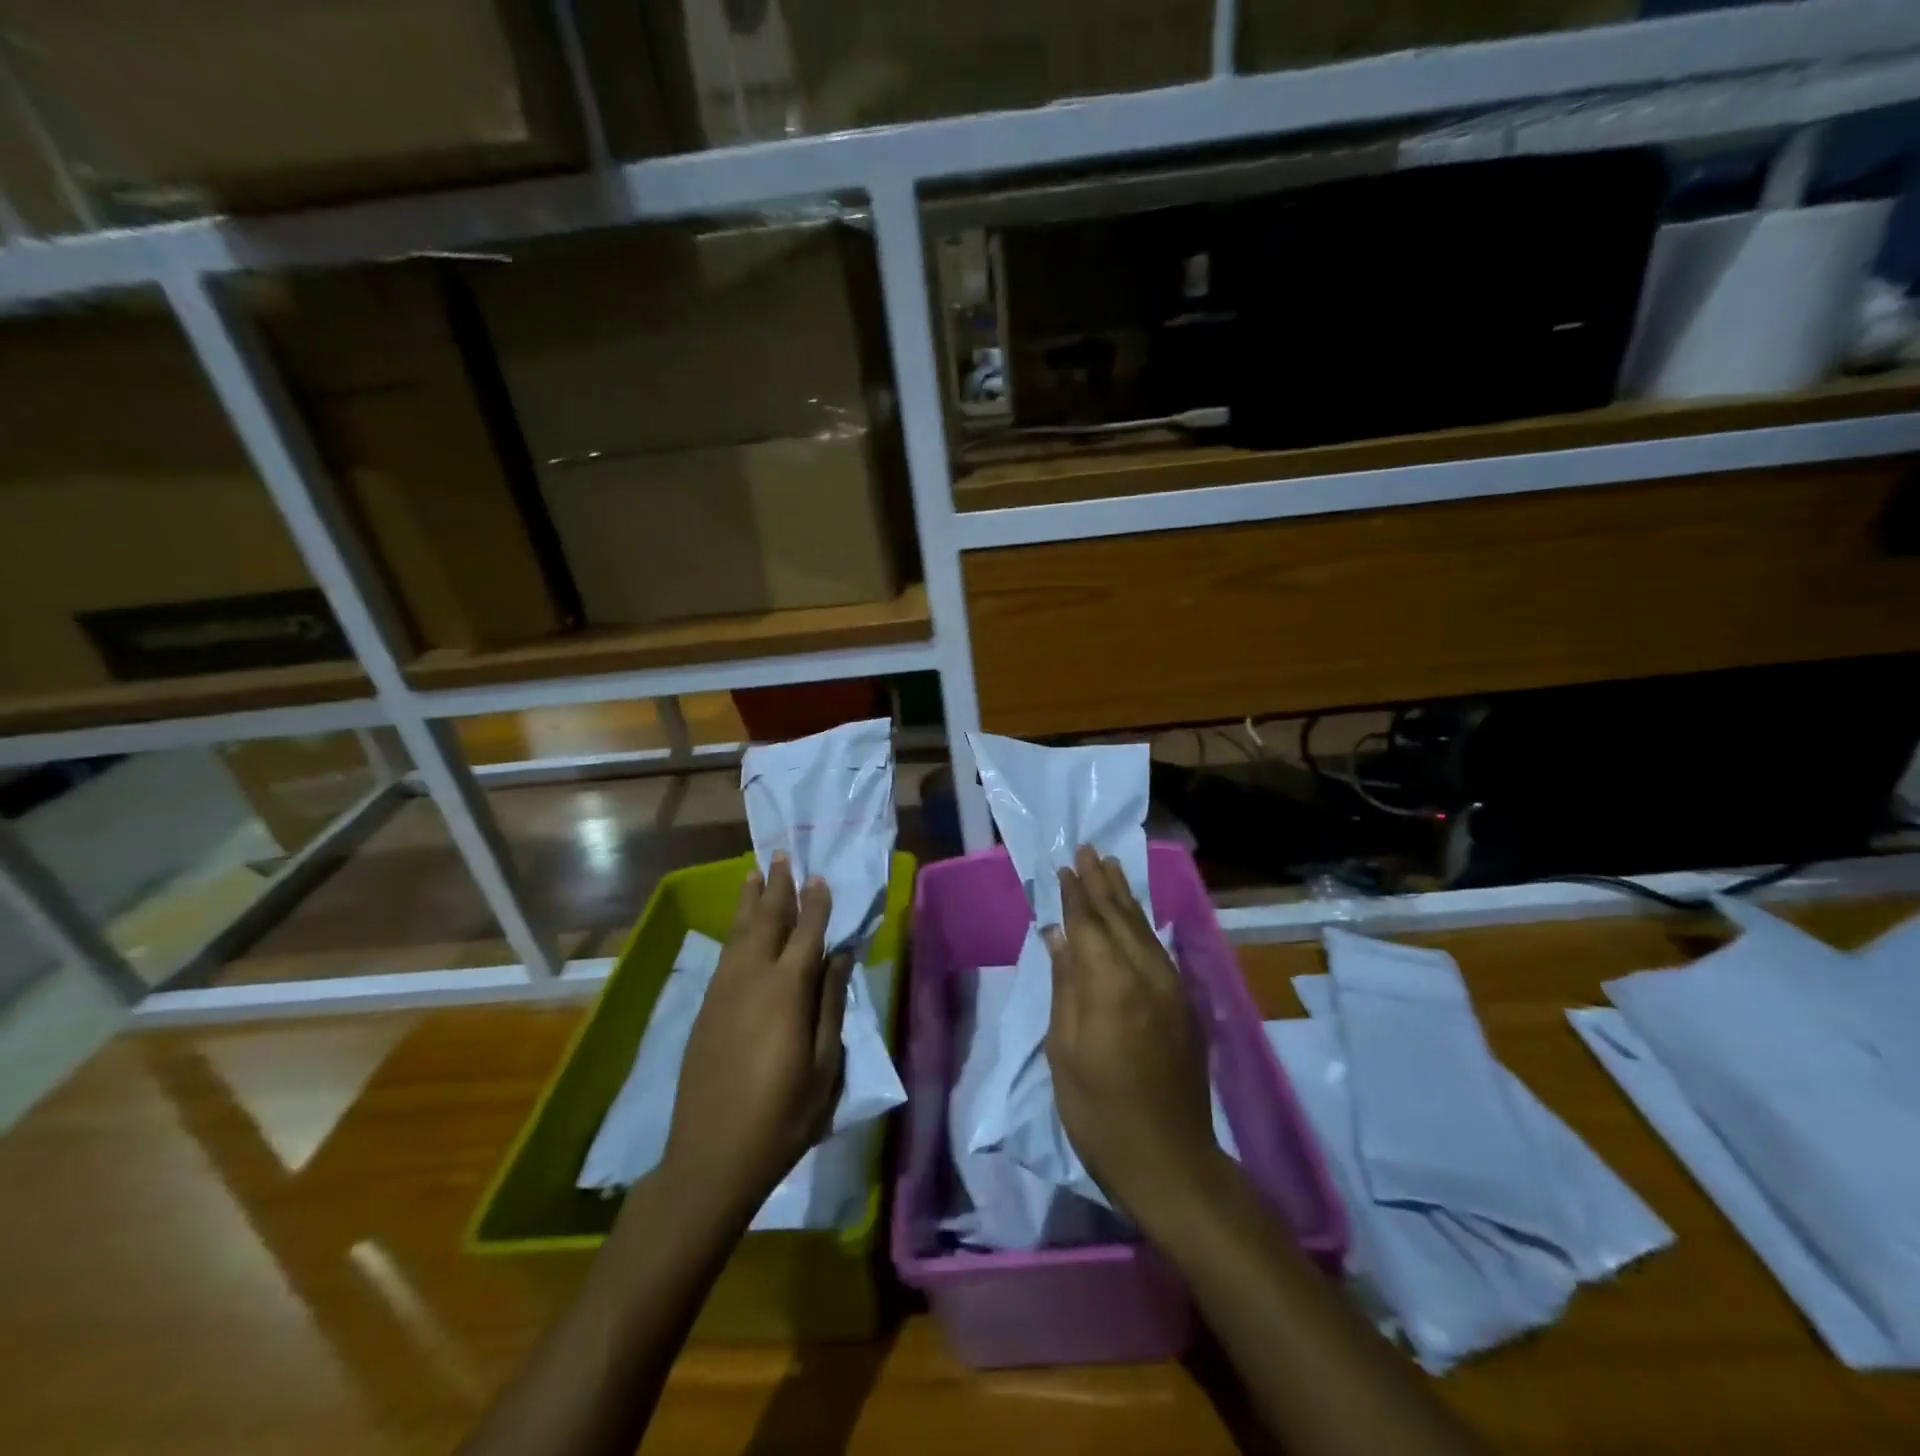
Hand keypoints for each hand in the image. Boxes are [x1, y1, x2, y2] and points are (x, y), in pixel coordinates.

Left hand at [658, 856, 851, 1223]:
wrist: (710, 1158)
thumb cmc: (782, 1117)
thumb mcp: (824, 1067)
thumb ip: (831, 1005)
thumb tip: (841, 956)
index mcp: (787, 992)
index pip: (806, 933)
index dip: (815, 903)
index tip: (819, 876)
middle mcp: (752, 980)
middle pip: (766, 921)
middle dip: (775, 887)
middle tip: (780, 855)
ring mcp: (723, 992)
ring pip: (738, 933)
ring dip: (749, 901)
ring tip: (753, 874)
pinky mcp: (705, 1009)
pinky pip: (724, 955)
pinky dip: (734, 931)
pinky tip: (738, 927)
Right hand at [1044, 846, 1232, 1229]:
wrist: (1170, 1160)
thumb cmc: (1099, 1109)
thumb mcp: (1065, 1049)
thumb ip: (1065, 985)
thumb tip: (1057, 935)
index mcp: (1110, 984)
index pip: (1089, 924)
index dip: (1075, 894)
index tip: (1065, 866)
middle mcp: (1146, 974)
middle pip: (1120, 917)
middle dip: (1102, 882)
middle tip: (1089, 849)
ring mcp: (1171, 988)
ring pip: (1144, 929)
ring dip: (1125, 896)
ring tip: (1111, 867)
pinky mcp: (1184, 1005)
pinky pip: (1159, 949)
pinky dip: (1143, 925)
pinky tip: (1135, 917)